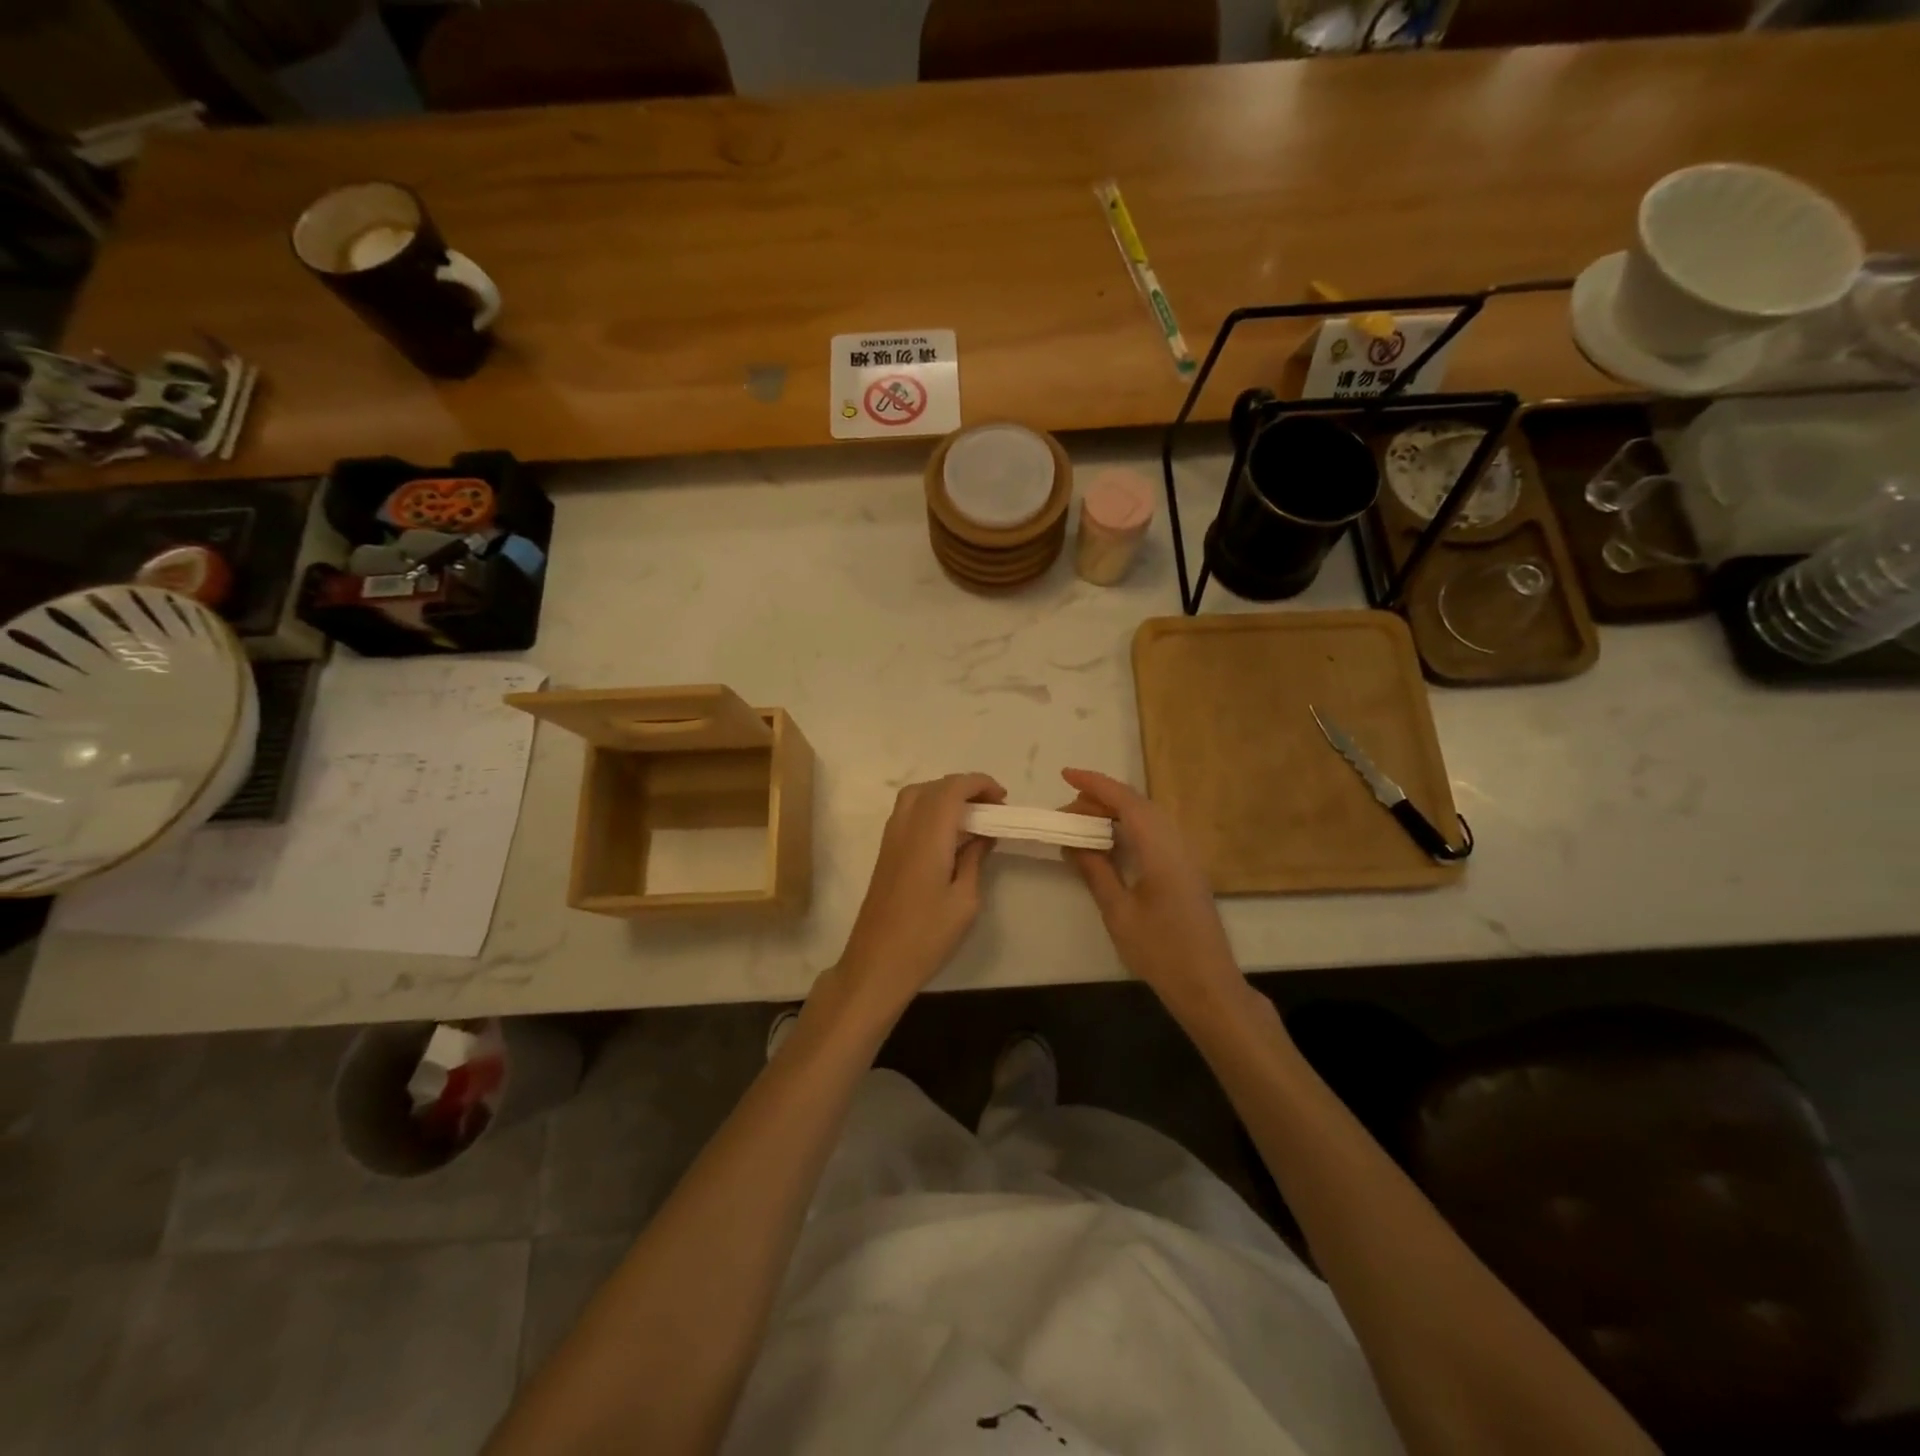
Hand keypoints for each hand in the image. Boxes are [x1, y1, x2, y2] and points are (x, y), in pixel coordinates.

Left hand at [835, 773, 1005, 1015]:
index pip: (952, 789)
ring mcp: (890, 839)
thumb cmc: (926, 936)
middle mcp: (905, 828)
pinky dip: (930, 809)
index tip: (1002, 799)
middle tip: (990, 808)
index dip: (979, 783)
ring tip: (971, 817)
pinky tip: (947, 834)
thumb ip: (974, 860)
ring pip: (916, 796)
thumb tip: (983, 836)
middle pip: (933, 787)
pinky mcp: (885, 853)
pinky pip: (907, 813)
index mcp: (928, 836)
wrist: (876, 963)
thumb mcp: (965, 901)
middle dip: (964, 787)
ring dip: (944, 795)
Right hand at [1058, 768, 1246, 1017]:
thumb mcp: (1118, 912)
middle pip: (1138, 805)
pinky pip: (1156, 833)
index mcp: (1161, 850)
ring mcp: (1186, 857)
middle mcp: (1177, 844)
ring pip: (1149, 818)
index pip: (1126, 802)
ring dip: (1115, 812)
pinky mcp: (1187, 870)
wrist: (1208, 986)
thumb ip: (1096, 871)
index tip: (1066, 774)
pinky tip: (1111, 842)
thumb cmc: (1160, 951)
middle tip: (1065, 813)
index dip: (1095, 784)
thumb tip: (1073, 842)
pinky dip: (1130, 827)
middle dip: (1101, 799)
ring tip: (1082, 823)